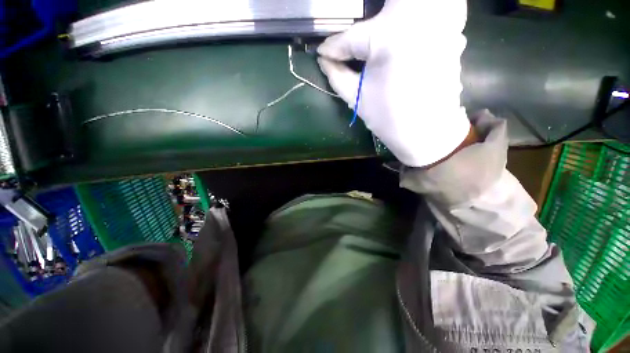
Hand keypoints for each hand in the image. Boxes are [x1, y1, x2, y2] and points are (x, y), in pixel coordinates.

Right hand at [318, 0, 470, 166]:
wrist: (428, 133)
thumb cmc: (390, 119)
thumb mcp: (357, 99)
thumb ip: (337, 75)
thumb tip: (324, 59)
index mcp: (389, 37)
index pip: (352, 37)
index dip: (333, 47)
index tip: (322, 51)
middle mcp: (418, 17)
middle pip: (389, 1)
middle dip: (371, 16)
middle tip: (360, 37)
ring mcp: (442, 20)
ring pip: (415, 1)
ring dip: (399, 9)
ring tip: (385, 29)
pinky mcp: (453, 31)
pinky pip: (441, 9)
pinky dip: (428, 12)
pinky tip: (415, 27)